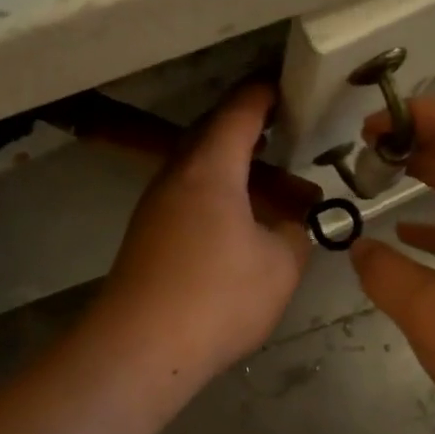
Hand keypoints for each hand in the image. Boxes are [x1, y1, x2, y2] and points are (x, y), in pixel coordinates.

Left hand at [90, 84, 310, 383]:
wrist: (139, 349)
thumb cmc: (217, 298)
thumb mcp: (279, 266)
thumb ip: (295, 234)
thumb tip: (293, 223)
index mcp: (210, 168)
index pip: (239, 111)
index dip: (265, 93)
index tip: (287, 85)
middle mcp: (176, 176)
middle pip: (213, 135)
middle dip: (250, 130)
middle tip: (286, 132)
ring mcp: (156, 207)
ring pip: (201, 170)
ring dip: (237, 170)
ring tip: (276, 186)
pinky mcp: (148, 236)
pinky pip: (190, 198)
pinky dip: (220, 197)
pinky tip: (242, 224)